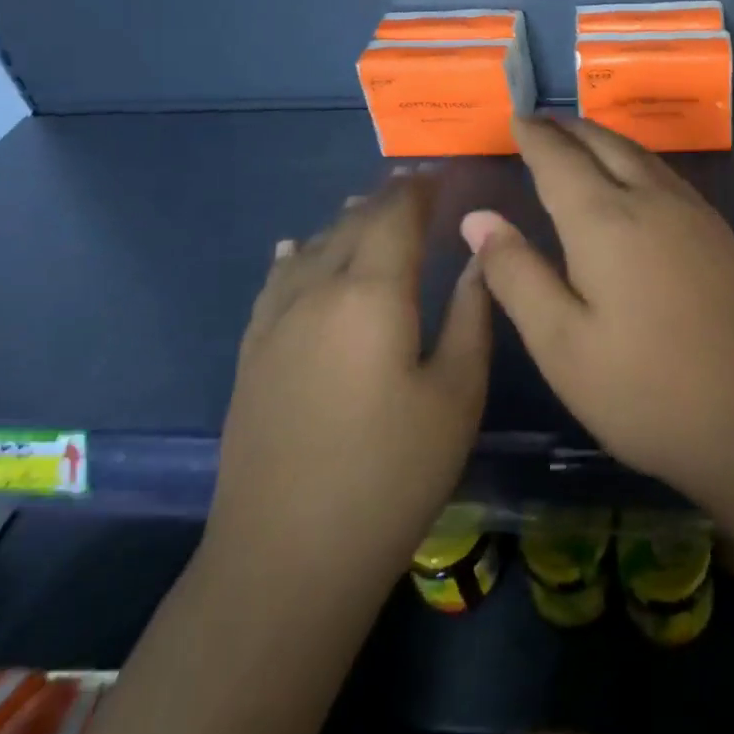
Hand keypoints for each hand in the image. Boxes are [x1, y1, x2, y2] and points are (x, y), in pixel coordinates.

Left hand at [202, 172, 490, 592]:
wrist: (286, 559)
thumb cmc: (391, 475)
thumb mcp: (456, 394)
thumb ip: (472, 314)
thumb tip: (480, 253)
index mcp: (372, 293)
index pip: (397, 216)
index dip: (420, 189)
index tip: (443, 174)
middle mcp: (318, 290)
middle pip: (354, 223)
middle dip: (387, 198)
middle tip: (417, 186)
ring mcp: (277, 321)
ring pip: (315, 246)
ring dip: (346, 221)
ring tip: (369, 207)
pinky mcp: (253, 353)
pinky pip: (277, 281)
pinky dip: (298, 254)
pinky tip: (299, 248)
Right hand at [463, 117, 733, 508]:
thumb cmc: (647, 389)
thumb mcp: (562, 343)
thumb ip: (516, 275)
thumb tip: (477, 218)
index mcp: (604, 221)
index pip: (559, 159)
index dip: (534, 137)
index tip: (515, 119)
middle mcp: (650, 200)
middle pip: (604, 144)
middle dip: (569, 128)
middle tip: (542, 120)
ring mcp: (693, 213)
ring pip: (640, 154)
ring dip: (604, 137)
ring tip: (581, 137)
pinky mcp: (720, 232)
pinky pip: (666, 173)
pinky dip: (636, 159)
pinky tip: (635, 177)